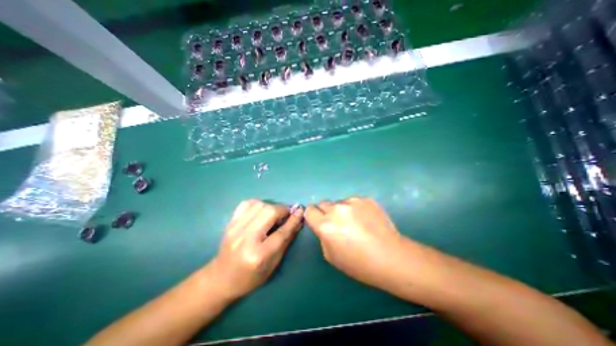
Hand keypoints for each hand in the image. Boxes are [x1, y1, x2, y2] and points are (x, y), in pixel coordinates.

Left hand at [207, 199, 301, 301]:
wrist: (221, 278)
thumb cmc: (251, 277)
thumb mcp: (273, 264)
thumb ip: (286, 240)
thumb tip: (298, 220)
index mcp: (259, 255)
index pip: (281, 232)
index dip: (293, 220)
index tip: (300, 210)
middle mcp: (246, 239)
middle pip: (269, 212)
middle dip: (282, 210)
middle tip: (285, 215)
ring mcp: (235, 229)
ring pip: (259, 205)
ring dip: (270, 206)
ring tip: (273, 214)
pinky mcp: (230, 223)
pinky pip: (246, 203)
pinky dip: (257, 204)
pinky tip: (260, 211)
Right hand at [304, 198, 406, 288]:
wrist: (391, 257)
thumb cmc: (359, 263)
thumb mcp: (331, 255)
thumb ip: (322, 236)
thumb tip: (323, 224)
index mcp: (326, 225)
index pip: (309, 211)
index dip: (312, 215)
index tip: (317, 220)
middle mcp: (337, 210)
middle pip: (323, 203)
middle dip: (326, 212)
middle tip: (337, 223)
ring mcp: (353, 202)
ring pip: (339, 202)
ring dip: (341, 210)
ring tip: (355, 222)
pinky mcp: (366, 199)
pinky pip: (353, 202)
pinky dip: (355, 209)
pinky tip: (366, 219)